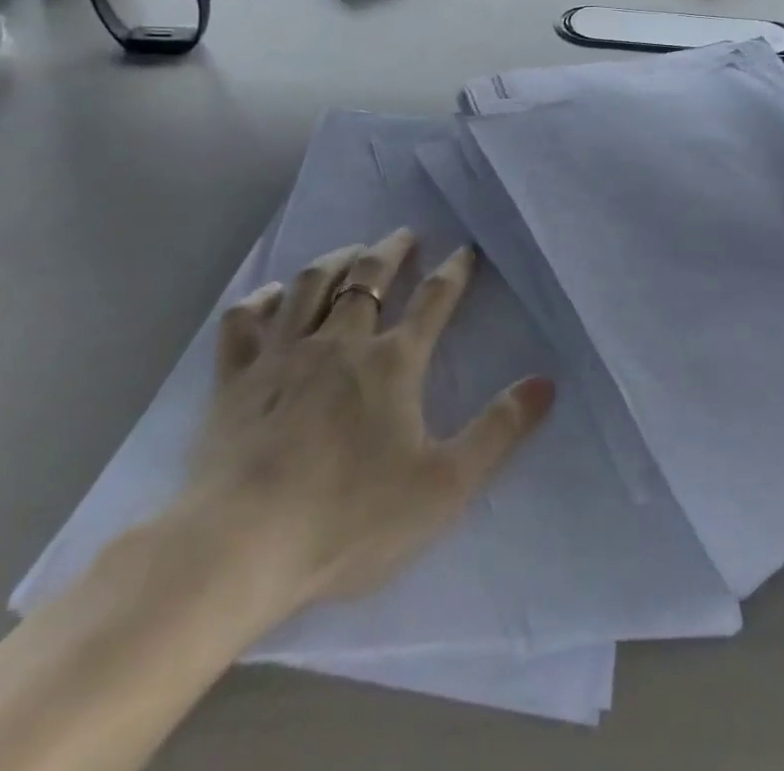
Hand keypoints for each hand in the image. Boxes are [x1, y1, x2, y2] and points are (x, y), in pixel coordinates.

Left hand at [178, 229, 554, 631]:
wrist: (241, 548)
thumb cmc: (350, 518)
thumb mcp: (444, 484)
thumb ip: (499, 430)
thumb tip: (547, 382)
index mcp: (393, 362)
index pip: (434, 300)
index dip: (454, 271)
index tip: (465, 250)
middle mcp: (340, 342)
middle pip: (369, 278)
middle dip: (391, 251)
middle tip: (404, 235)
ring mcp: (284, 354)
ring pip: (311, 285)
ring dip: (336, 260)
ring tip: (351, 251)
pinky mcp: (236, 378)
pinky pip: (246, 320)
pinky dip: (261, 298)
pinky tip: (272, 293)